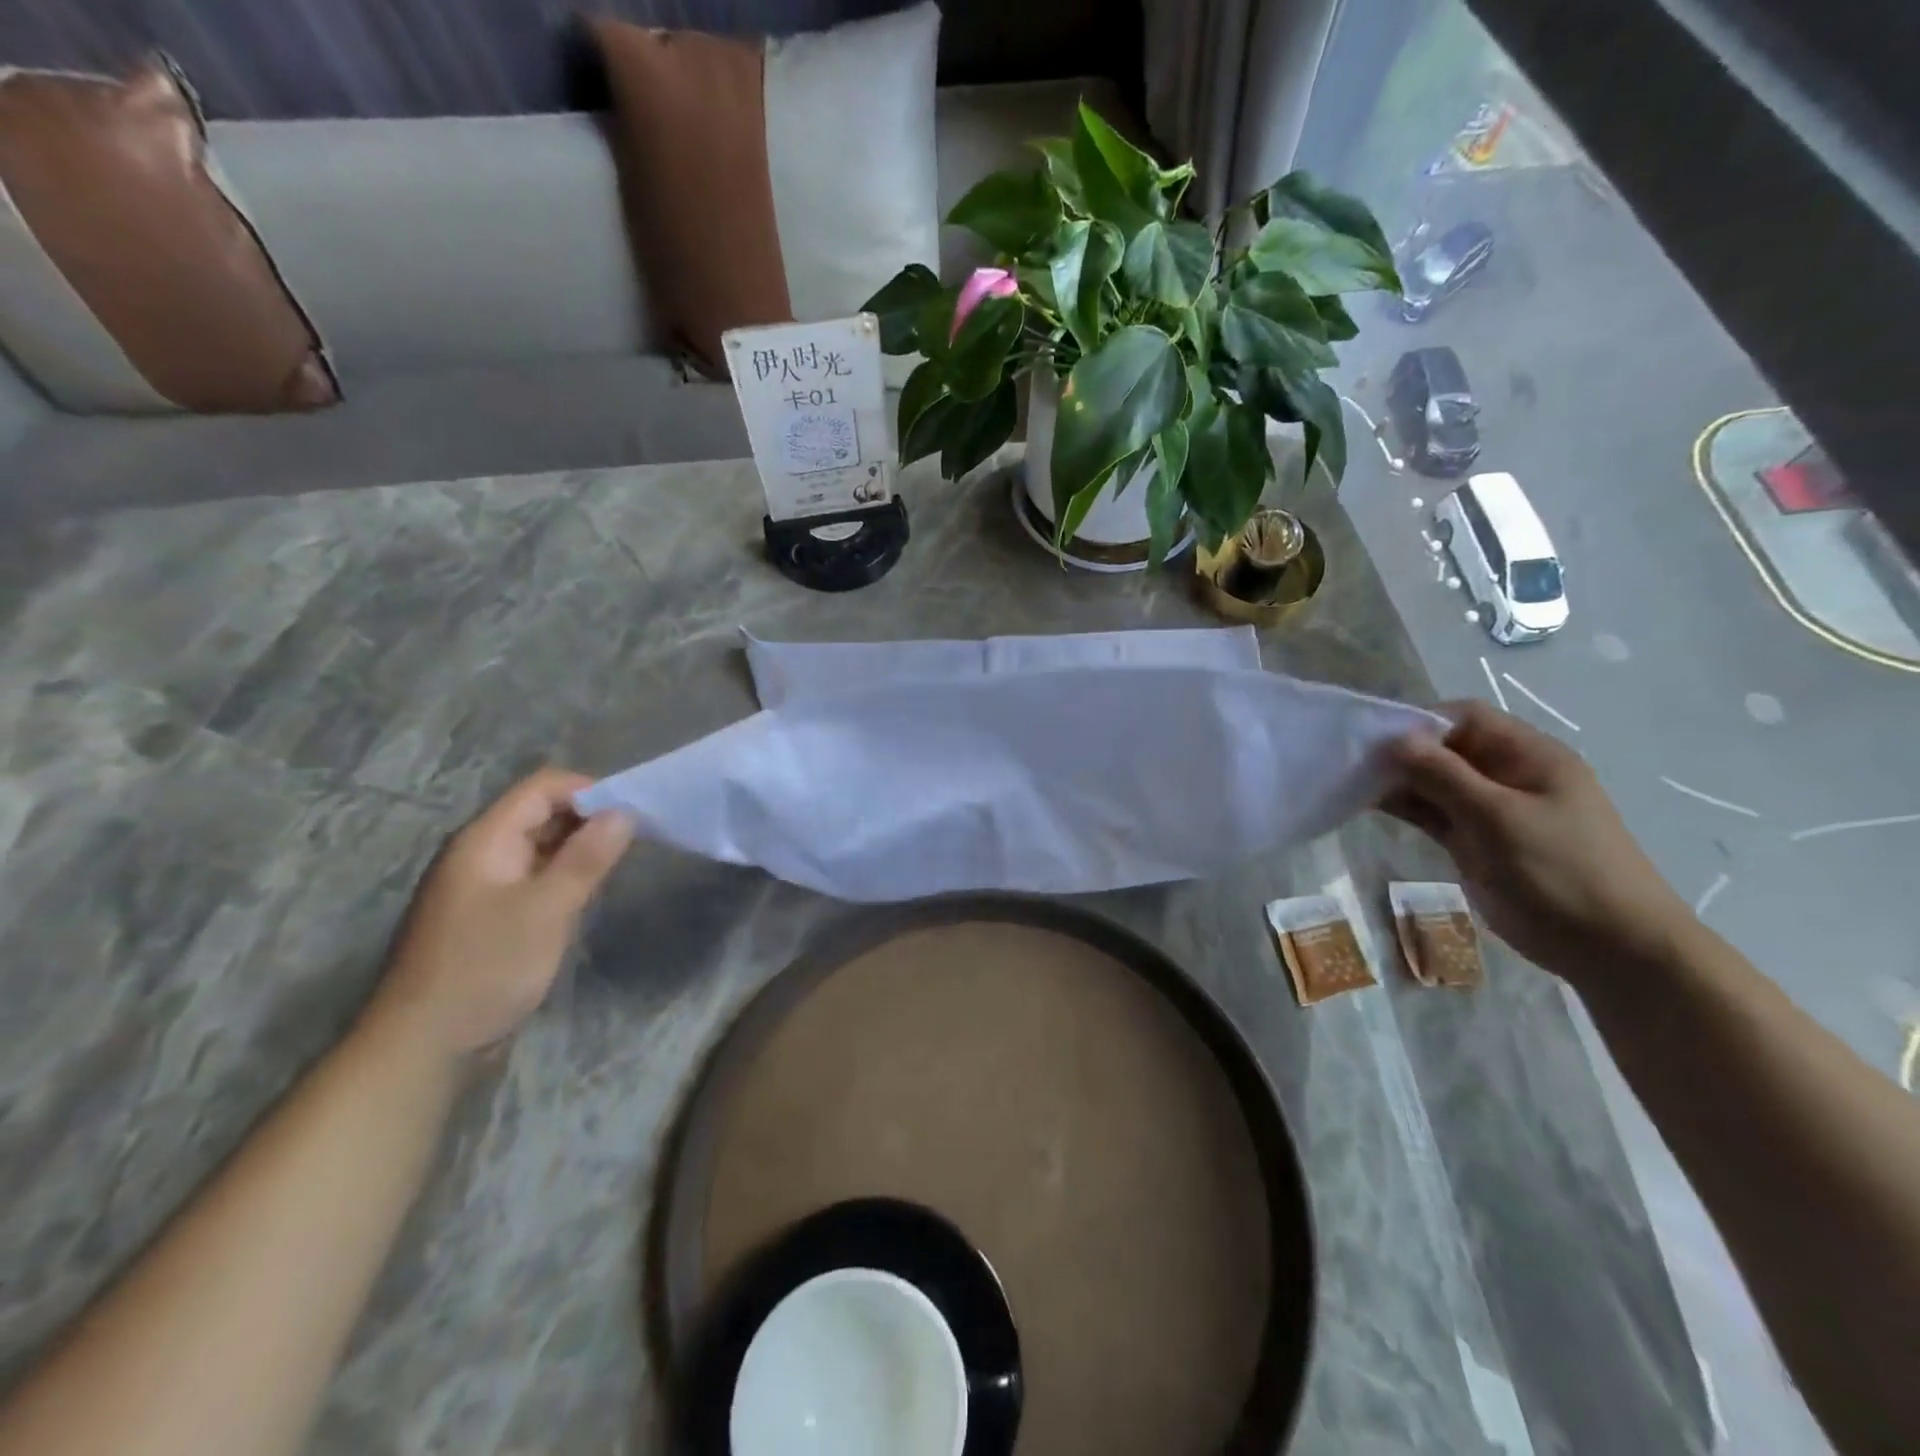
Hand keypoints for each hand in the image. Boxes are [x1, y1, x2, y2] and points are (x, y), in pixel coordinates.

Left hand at [367, 769, 632, 1059]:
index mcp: (485, 840)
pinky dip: (563, 875)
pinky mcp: (489, 915)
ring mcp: (482, 886)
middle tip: (635, 839)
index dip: (589, 790)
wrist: (425, 1045)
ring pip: (538, 846)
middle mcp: (480, 853)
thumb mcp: (547, 909)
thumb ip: (586, 857)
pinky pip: (532, 877)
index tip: (632, 812)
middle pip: (539, 813)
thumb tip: (623, 812)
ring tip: (618, 863)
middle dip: (588, 818)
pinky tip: (586, 893)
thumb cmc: (486, 968)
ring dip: (578, 848)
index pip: (542, 788)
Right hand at [1382, 702, 1691, 984]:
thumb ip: (1443, 775)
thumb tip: (1395, 740)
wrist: (1611, 947)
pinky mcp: (1476, 842)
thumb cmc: (1561, 870)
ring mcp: (1490, 811)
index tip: (1377, 738)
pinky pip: (1434, 813)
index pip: (1466, 718)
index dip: (1422, 721)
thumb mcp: (1498, 816)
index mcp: (1529, 756)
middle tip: (1354, 763)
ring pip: (1435, 783)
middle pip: (1446, 749)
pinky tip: (1368, 804)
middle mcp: (1508, 776)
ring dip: (1398, 781)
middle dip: (1402, 752)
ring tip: (1352, 783)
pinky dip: (1405, 807)